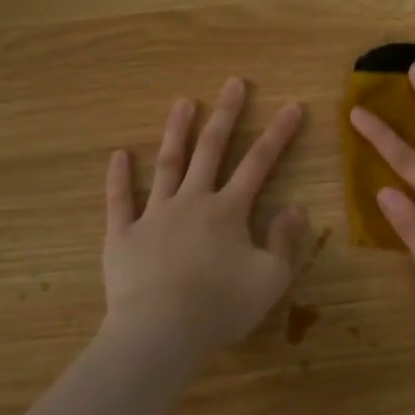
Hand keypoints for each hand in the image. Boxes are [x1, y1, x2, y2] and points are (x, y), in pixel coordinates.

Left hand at [103, 78, 306, 355]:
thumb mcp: (270, 279)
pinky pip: (119, 200)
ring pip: (168, 164)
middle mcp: (192, 202)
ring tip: (183, 102)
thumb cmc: (220, 307)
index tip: (292, 106)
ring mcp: (154, 214)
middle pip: (211, 150)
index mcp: (229, 211)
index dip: (278, 134)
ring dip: (177, 132)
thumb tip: (296, 206)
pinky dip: (119, 177)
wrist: (160, 331)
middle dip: (225, 115)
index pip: (259, 163)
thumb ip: (284, 240)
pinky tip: (119, 154)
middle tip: (233, 83)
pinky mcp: (123, 234)